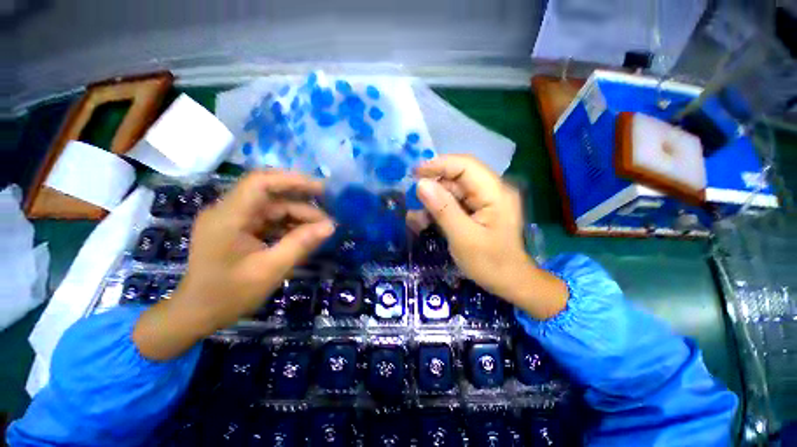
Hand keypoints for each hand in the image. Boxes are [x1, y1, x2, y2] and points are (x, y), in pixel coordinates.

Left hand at [133, 171, 334, 359]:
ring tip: (321, 229)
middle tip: (328, 216)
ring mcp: (233, 220)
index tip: (321, 189)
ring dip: (298, 216)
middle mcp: (228, 211)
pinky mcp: (239, 229)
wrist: (197, 314)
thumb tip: (330, 226)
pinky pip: (269, 220)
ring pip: (273, 208)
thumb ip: (300, 244)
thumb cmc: (229, 295)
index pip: (261, 182)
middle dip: (302, 204)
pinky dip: (289, 225)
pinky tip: (305, 235)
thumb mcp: (270, 270)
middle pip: (271, 196)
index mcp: (228, 217)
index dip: (293, 180)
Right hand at [413, 155, 567, 319]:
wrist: (510, 282)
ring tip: (417, 220)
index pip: (466, 165)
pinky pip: (454, 203)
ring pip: (452, 191)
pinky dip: (438, 210)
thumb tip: (421, 184)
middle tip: (412, 203)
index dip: (439, 164)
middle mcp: (491, 190)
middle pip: (457, 178)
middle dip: (433, 188)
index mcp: (495, 192)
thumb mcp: (463, 238)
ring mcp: (484, 200)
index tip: (414, 173)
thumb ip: (443, 209)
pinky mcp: (477, 210)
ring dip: (433, 202)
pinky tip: (426, 222)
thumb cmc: (490, 263)